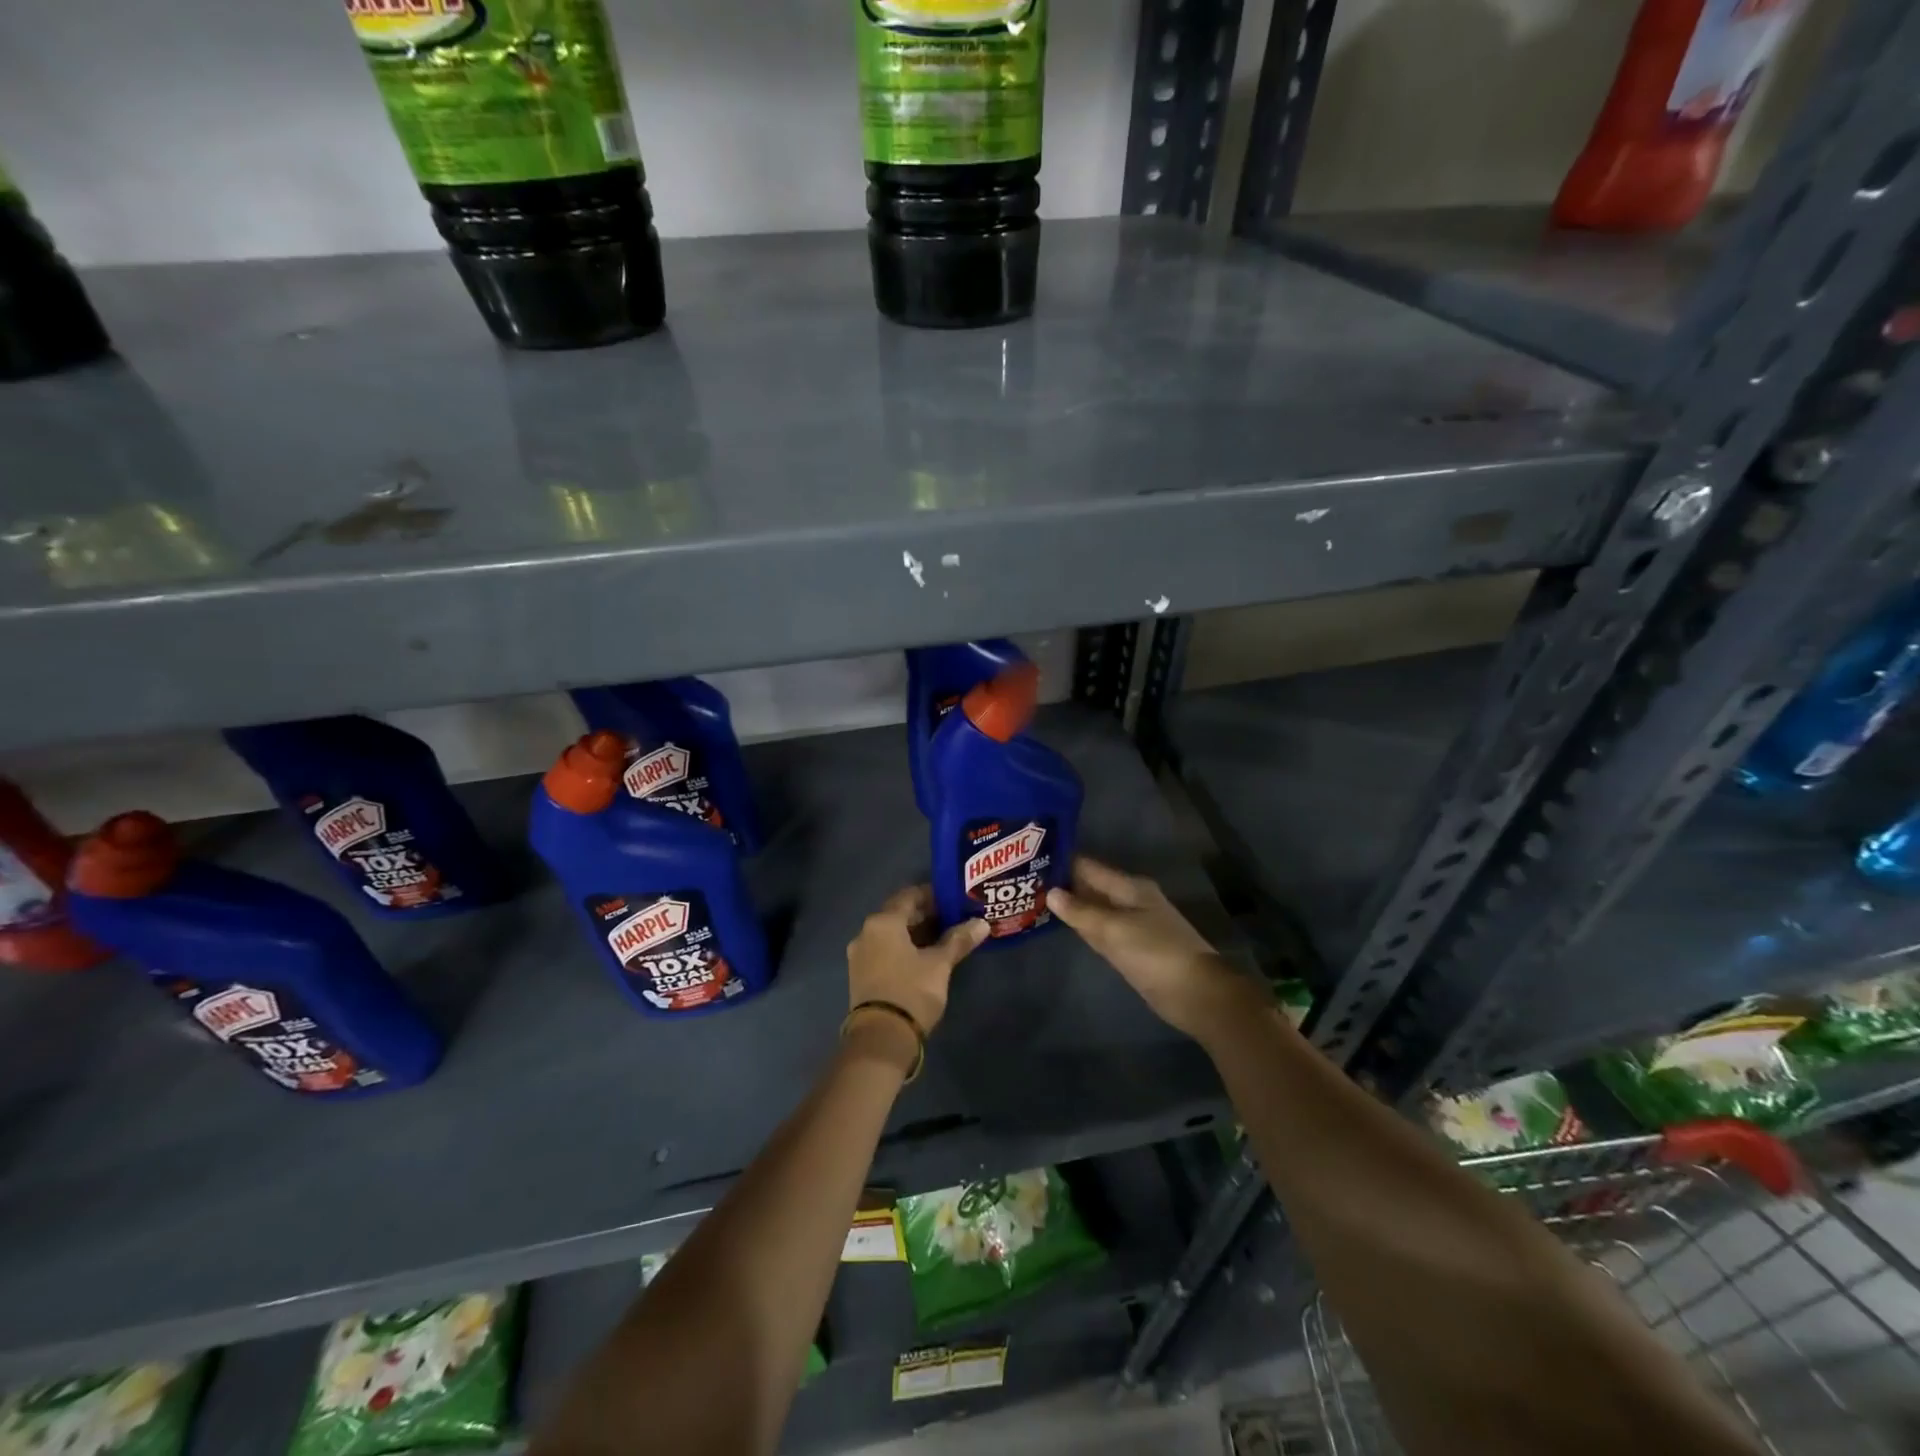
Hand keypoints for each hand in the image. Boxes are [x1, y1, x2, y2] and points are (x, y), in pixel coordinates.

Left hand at [846, 885, 989, 1041]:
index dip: (932, 895)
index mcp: (883, 922)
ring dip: (915, 933)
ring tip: (943, 938)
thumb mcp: (939, 964)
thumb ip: (958, 940)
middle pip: (899, 914)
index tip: (953, 899)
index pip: (909, 896)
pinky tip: (924, 958)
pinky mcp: (861, 975)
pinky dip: (903, 948)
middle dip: (925, 915)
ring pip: (891, 934)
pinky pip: (884, 950)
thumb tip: (982, 923)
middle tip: (953, 918)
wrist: (880, 1039)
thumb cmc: (911, 991)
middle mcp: (866, 932)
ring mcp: (860, 955)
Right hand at [1046, 856, 1255, 1039]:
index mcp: (1130, 887)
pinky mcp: (1132, 948)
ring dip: (1072, 907)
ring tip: (1035, 901)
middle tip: (1025, 882)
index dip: (1062, 863)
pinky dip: (1084, 927)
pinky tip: (1063, 927)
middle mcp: (1130, 900)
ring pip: (1095, 909)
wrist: (1196, 993)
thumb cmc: (1155, 953)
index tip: (1030, 860)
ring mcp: (1132, 925)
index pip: (1089, 867)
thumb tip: (1051, 892)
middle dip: (1063, 885)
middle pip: (1091, 887)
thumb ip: (1081, 912)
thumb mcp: (1113, 930)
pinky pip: (1101, 931)